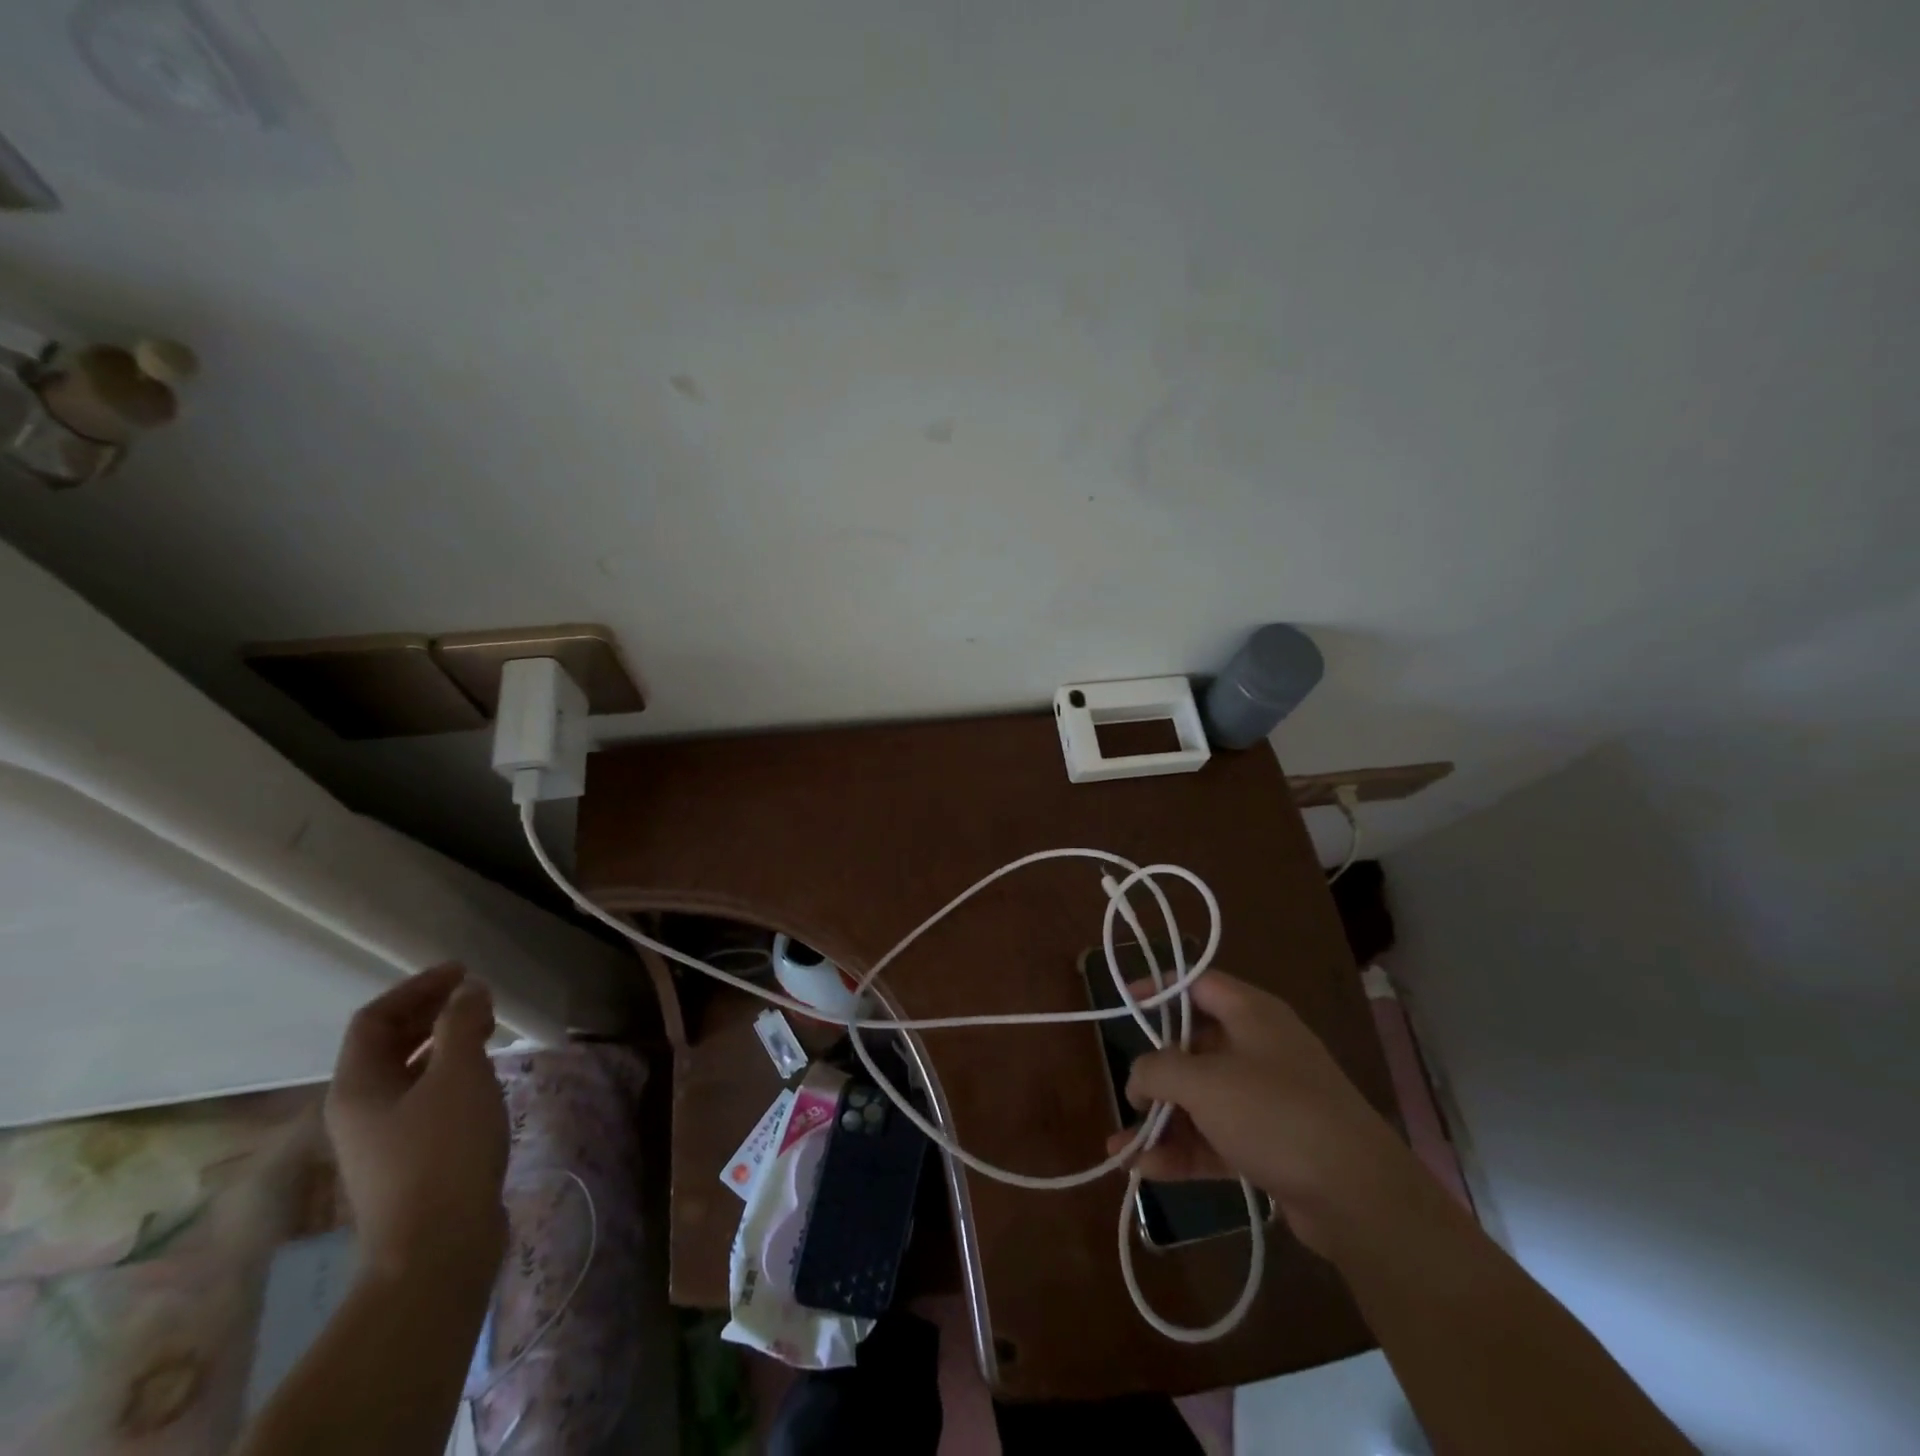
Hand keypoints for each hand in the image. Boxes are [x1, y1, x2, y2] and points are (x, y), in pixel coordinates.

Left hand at [326, 965, 509, 1283]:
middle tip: (479, 998)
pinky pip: (425, 1098)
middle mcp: (359, 1109)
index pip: (374, 1019)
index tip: (463, 972)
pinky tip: (485, 1078)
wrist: (437, 1248)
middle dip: (432, 1013)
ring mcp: (382, 1138)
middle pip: (388, 1044)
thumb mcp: (459, 1075)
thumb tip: (467, 990)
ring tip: (488, 1031)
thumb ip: (461, 1024)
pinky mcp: (409, 1159)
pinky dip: (452, 1074)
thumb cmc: (444, 1151)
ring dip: (445, 1042)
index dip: (417, 988)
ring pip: (409, 1072)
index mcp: (357, 1086)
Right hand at [1105, 971, 1416, 1255]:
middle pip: (1196, 1048)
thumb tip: (1137, 1078)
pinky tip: (1146, 1170)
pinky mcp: (1273, 1145)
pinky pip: (1217, 1138)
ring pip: (1203, 1099)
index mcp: (1252, 1014)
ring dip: (1163, 1122)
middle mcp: (1261, 1048)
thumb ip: (1158, 1070)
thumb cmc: (1275, 1114)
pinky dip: (1184, 1151)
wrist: (1359, 1197)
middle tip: (1128, 1095)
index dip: (1160, 988)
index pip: (1198, 984)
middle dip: (1156, 1074)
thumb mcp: (1203, 1082)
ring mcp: (1268, 1099)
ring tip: (1120, 1150)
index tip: (1125, 1002)